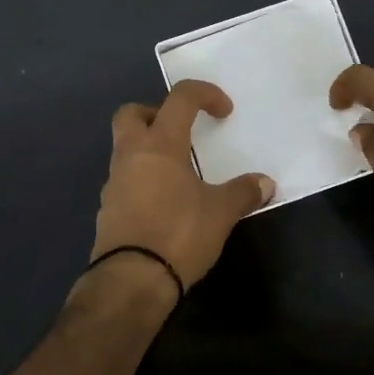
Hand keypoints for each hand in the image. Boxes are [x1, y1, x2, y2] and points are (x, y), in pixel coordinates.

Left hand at [88, 80, 275, 299]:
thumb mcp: (221, 213)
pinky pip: (125, 180)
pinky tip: (165, 204)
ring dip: (149, 151)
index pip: (180, 99)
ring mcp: (114, 183)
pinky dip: (143, 181)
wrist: (131, 280)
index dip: (204, 94)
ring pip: (126, 149)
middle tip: (181, 132)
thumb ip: (243, 193)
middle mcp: (131, 155)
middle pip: (131, 114)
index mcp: (160, 144)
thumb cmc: (179, 233)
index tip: (224, 111)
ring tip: (180, 174)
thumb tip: (265, 183)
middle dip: (155, 113)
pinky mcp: (108, 210)